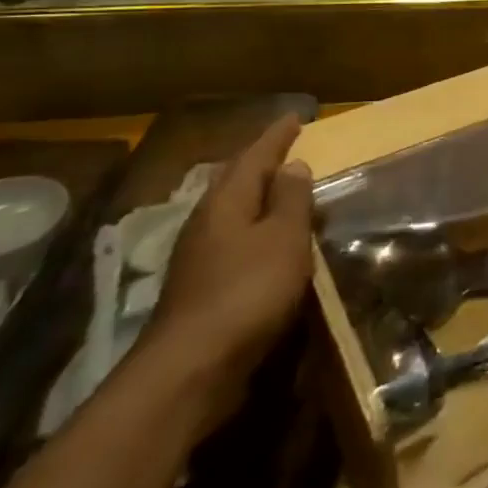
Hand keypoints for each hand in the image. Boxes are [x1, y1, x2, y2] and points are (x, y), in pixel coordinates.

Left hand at [141, 116, 313, 424]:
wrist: (191, 370)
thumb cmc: (247, 292)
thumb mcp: (283, 238)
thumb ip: (290, 199)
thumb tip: (292, 165)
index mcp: (226, 202)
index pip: (254, 156)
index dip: (277, 136)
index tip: (296, 116)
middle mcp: (207, 223)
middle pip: (235, 181)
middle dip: (261, 162)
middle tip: (287, 147)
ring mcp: (199, 258)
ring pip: (232, 212)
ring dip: (257, 197)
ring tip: (283, 189)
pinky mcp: (201, 289)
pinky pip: (234, 241)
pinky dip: (255, 229)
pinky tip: (267, 241)